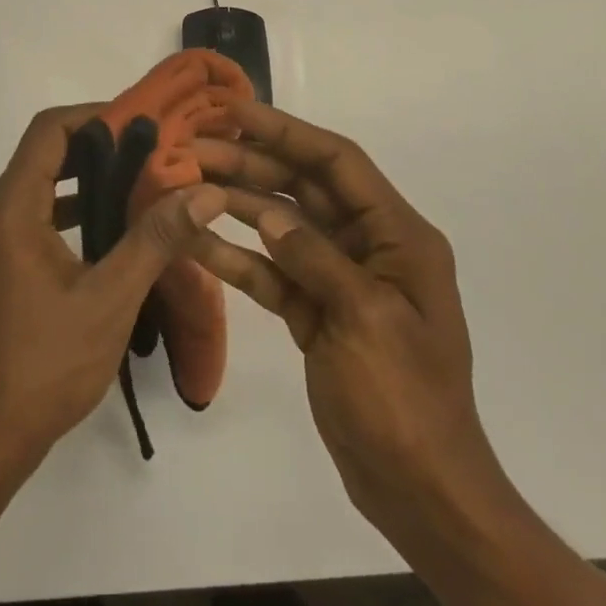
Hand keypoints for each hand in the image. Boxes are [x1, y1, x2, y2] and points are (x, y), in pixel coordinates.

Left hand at [0, 105, 224, 478]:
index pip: (50, 131)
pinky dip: (68, 209)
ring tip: (140, 183)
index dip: (97, 116)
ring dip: (85, 179)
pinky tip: (109, 228)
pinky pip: (31, 214)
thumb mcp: (110, 300)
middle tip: (152, 151)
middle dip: (98, 147)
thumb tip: (205, 192)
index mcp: (8, 209)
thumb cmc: (43, 368)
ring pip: (38, 185)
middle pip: (44, 154)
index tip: (143, 123)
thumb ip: (156, 239)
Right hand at [191, 101, 520, 550]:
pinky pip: (271, 272)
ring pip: (281, 226)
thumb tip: (269, 214)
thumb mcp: (366, 319)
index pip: (338, 163)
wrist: (420, 493)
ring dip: (236, 205)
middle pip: (303, 188)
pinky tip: (195, 242)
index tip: (236, 112)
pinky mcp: (314, 312)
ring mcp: (337, 279)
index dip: (287, 131)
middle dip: (250, 164)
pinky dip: (236, 257)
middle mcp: (368, 246)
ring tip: (185, 184)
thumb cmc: (405, 401)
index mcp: (397, 235)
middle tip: (193, 149)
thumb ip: (315, 258)